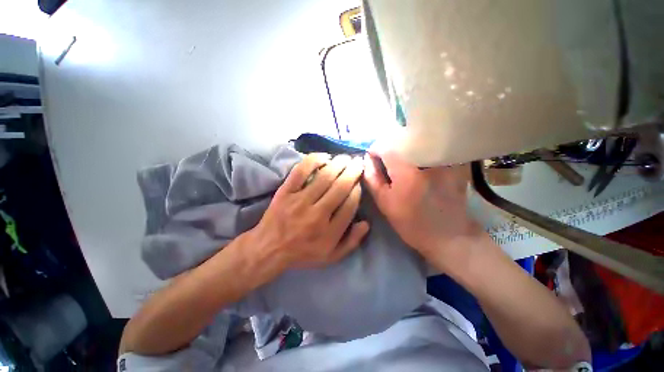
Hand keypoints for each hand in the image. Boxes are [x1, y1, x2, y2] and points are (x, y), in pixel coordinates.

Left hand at [250, 153, 369, 269]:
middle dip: (353, 172)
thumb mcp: (330, 257)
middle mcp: (317, 215)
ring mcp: (299, 201)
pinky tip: (324, 157)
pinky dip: (313, 161)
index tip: (359, 183)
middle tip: (358, 162)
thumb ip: (351, 242)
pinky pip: (301, 171)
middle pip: (340, 187)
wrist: (268, 249)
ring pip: (324, 177)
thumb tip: (366, 223)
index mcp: (329, 232)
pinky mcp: (285, 192)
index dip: (357, 190)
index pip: (350, 205)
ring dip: (338, 164)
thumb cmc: (302, 253)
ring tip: (346, 158)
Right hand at [363, 151, 482, 259]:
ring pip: (418, 140)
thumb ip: (372, 178)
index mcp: (406, 171)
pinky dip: (422, 149)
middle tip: (386, 161)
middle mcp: (427, 159)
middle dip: (389, 147)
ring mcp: (444, 159)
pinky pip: (434, 147)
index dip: (375, 149)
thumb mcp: (384, 203)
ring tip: (402, 161)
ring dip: (404, 147)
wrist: (449, 235)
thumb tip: (366, 159)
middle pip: (402, 138)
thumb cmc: (411, 222)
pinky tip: (420, 162)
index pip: (385, 145)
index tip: (372, 158)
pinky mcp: (455, 162)